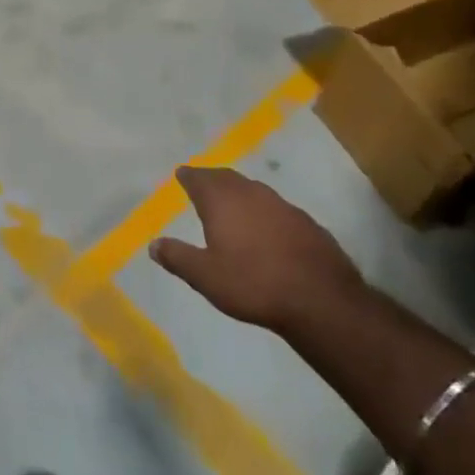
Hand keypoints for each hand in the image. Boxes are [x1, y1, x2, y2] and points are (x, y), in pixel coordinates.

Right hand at [148, 168, 362, 332]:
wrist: (321, 300)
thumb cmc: (253, 284)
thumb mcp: (205, 277)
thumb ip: (177, 257)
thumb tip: (153, 244)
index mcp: (223, 202)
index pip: (200, 179)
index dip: (189, 176)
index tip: (181, 174)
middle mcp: (252, 195)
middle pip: (227, 178)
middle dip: (212, 178)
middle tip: (202, 182)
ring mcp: (283, 206)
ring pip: (254, 190)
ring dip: (239, 192)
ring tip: (231, 202)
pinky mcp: (306, 223)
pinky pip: (276, 207)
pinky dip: (262, 210)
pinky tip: (265, 226)